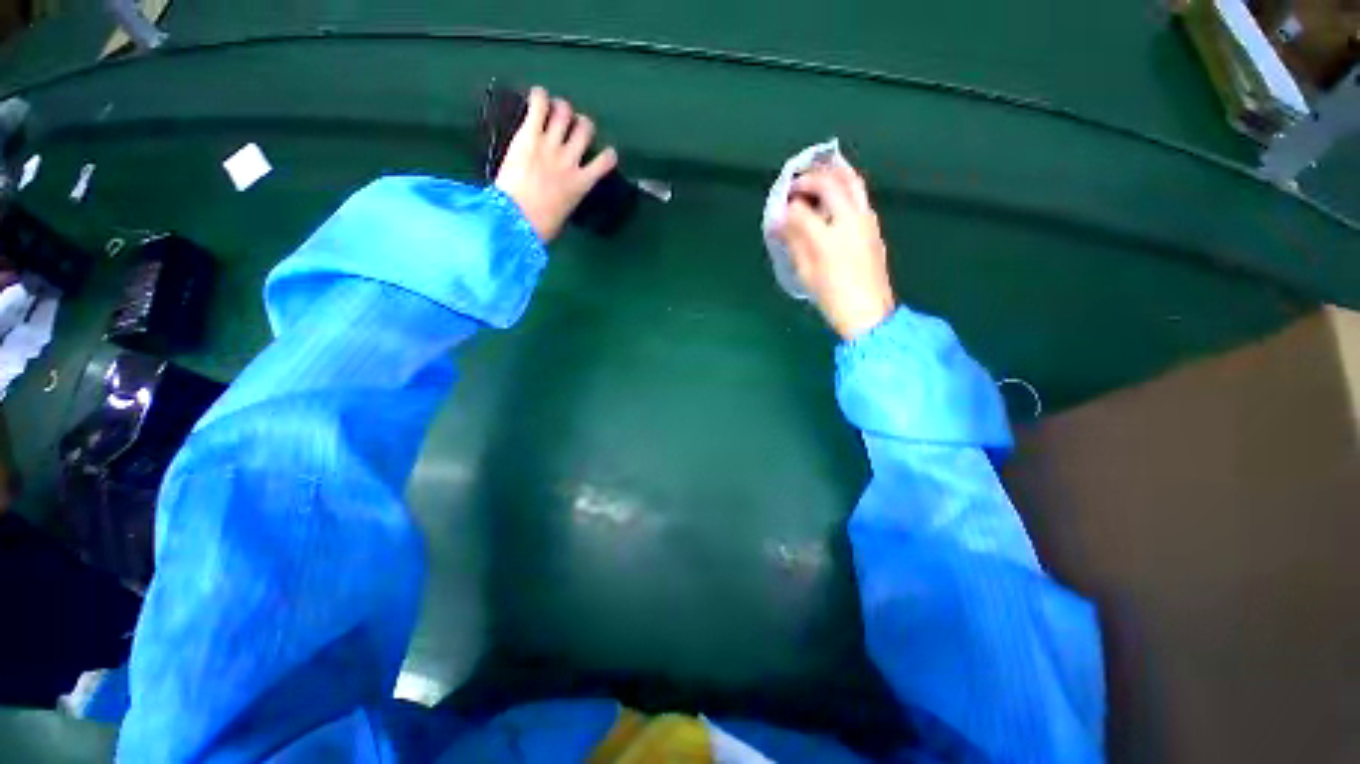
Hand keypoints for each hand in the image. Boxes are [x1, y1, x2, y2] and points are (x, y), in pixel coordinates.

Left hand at [494, 86, 618, 242]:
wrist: (518, 220)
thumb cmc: (541, 226)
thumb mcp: (563, 214)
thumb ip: (567, 198)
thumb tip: (562, 196)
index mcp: (582, 184)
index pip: (605, 161)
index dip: (607, 154)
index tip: (604, 153)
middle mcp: (570, 160)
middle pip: (585, 129)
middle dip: (581, 124)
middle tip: (571, 126)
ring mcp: (550, 146)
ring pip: (565, 113)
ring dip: (561, 108)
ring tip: (554, 109)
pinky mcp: (529, 136)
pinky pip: (539, 105)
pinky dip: (539, 96)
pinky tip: (538, 95)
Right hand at [777, 164, 895, 339]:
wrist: (868, 311)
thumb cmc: (832, 297)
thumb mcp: (806, 273)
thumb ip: (793, 242)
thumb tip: (778, 222)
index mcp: (828, 237)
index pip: (801, 210)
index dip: (786, 207)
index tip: (777, 210)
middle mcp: (849, 220)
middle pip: (829, 182)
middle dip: (808, 178)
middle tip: (794, 185)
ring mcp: (865, 219)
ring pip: (851, 181)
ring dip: (830, 173)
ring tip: (814, 177)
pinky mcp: (873, 225)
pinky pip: (858, 194)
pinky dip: (843, 184)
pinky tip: (832, 194)